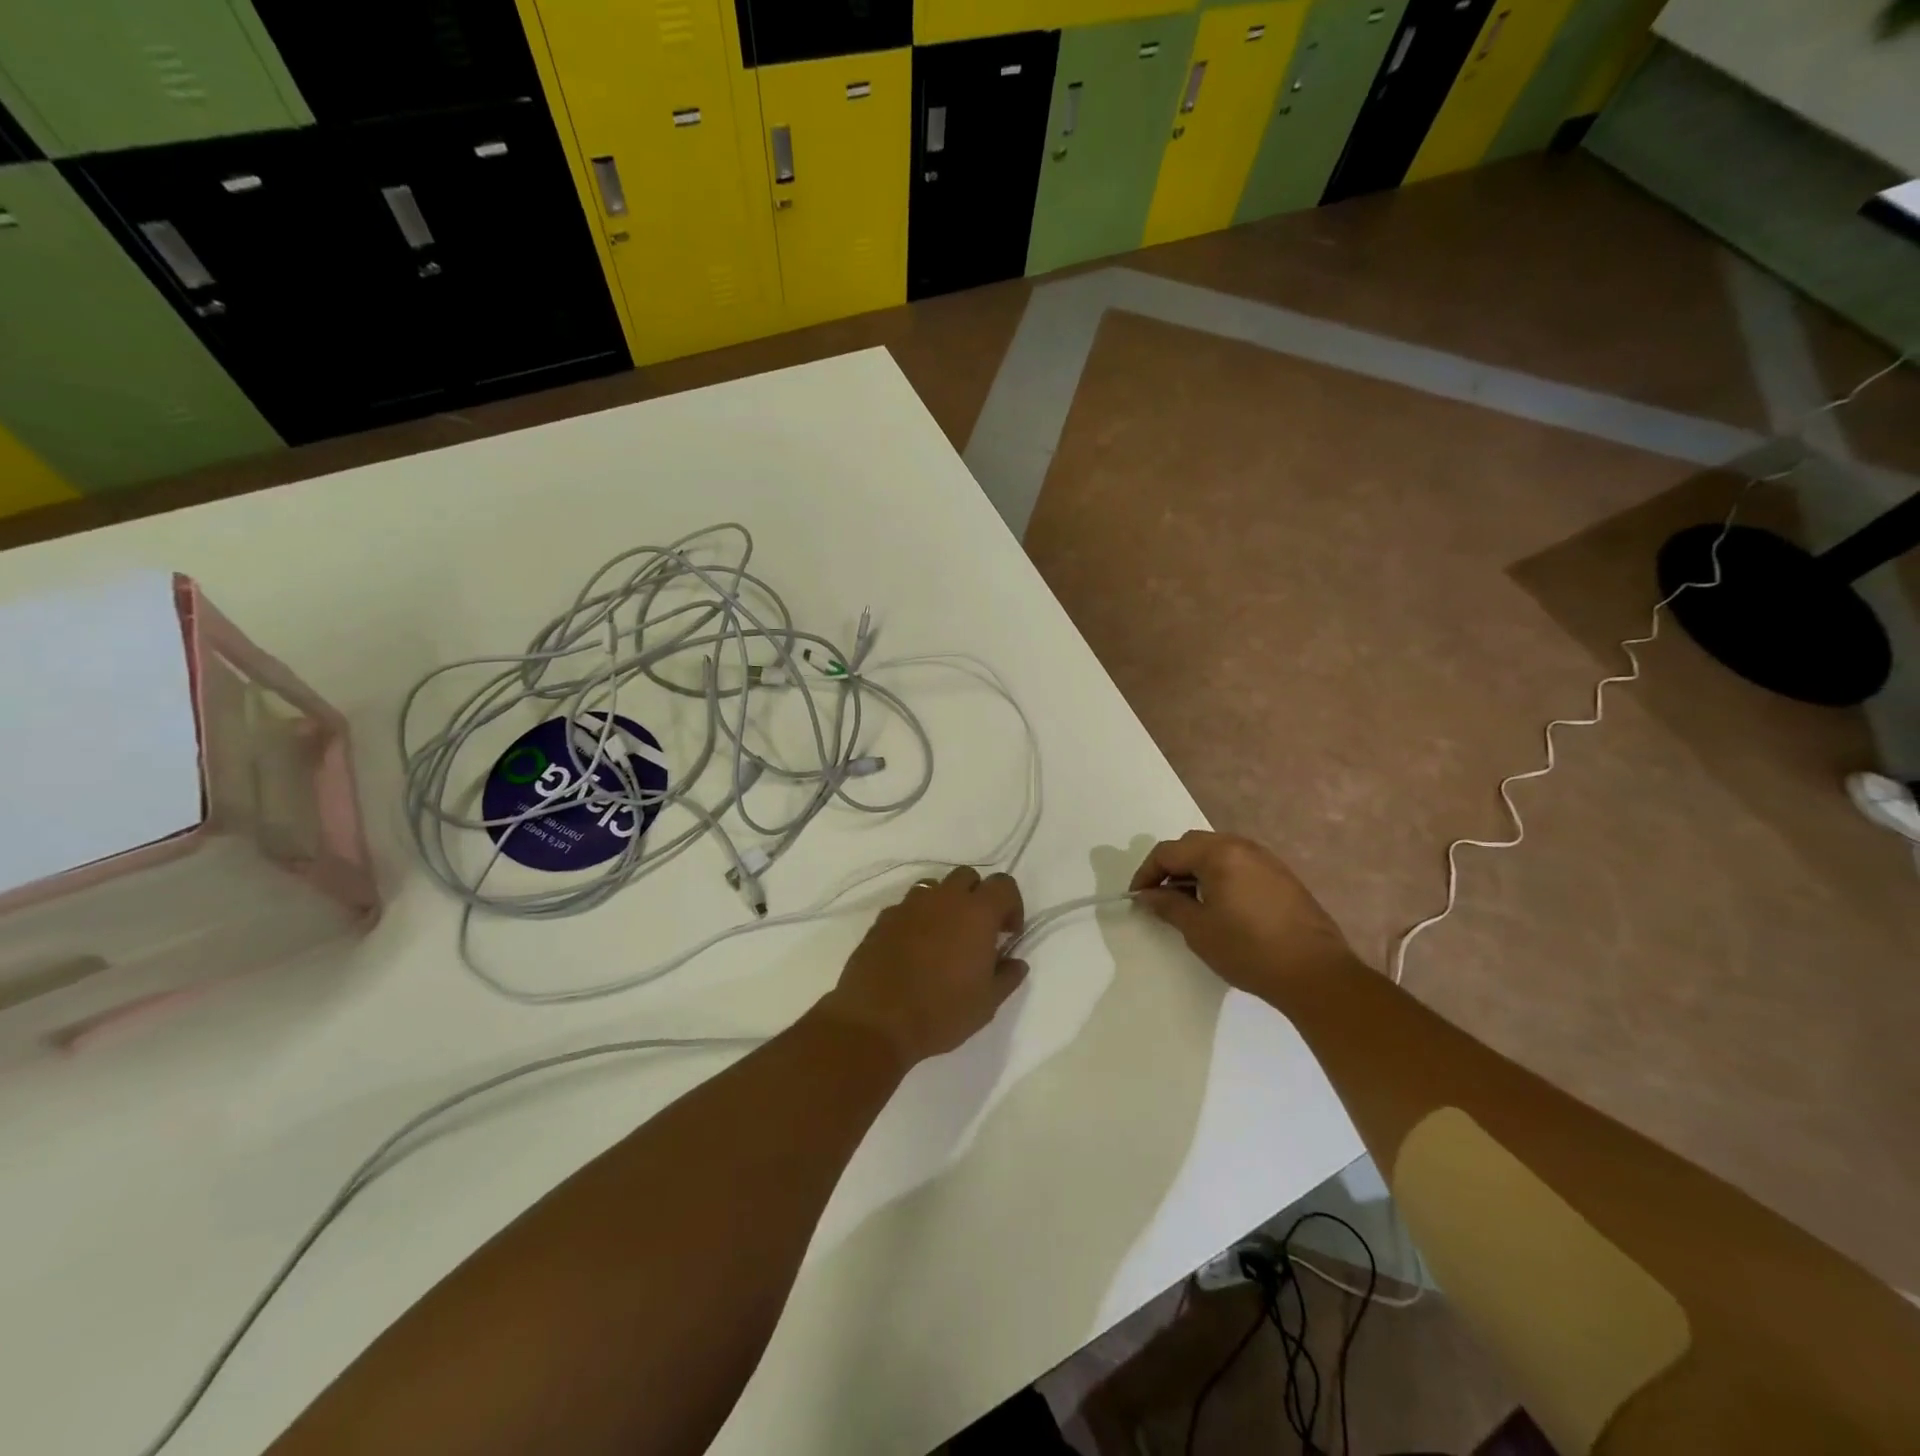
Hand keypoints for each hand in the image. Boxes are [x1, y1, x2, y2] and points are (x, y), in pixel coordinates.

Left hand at [818, 867, 1027, 1066]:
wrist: (876, 1022)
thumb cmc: (942, 1012)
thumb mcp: (987, 1003)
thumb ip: (1007, 976)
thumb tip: (1016, 962)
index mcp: (976, 913)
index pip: (1003, 884)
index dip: (1011, 905)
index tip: (1007, 933)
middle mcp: (943, 899)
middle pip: (967, 876)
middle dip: (977, 896)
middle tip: (977, 931)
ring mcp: (909, 906)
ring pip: (934, 887)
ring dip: (945, 904)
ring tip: (944, 938)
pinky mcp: (882, 919)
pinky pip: (907, 907)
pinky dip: (917, 919)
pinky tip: (914, 949)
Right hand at [1130, 831, 1355, 996]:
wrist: (1316, 973)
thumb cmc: (1249, 950)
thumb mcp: (1199, 930)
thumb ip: (1169, 906)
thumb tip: (1149, 895)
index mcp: (1218, 854)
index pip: (1168, 852)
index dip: (1146, 873)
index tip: (1138, 898)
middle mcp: (1242, 846)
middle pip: (1193, 845)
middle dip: (1171, 867)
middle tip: (1160, 897)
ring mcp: (1266, 859)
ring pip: (1217, 852)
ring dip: (1196, 870)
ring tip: (1188, 902)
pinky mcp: (1282, 876)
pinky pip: (1239, 863)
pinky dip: (1220, 875)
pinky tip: (1220, 904)